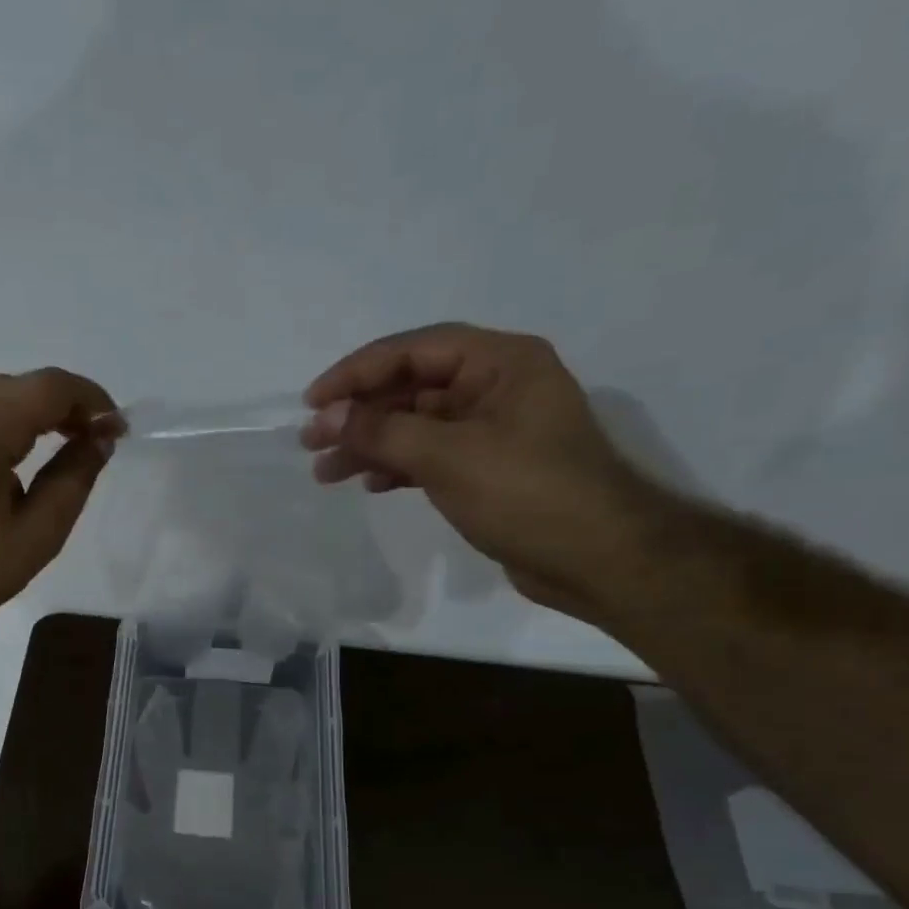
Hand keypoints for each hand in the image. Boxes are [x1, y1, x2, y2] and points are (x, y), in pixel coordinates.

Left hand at [0, 368, 118, 631]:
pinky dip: (3, 419)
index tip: (118, 432)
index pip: (55, 386)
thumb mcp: (37, 534)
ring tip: (61, 452)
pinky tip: (15, 455)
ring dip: (36, 414)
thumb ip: (76, 478)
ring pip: (1, 391)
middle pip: (28, 385)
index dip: (95, 403)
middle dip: (68, 410)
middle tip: (94, 448)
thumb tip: (102, 438)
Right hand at [302, 322, 664, 619]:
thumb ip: (384, 431)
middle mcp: (497, 387)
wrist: (596, 558)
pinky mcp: (488, 469)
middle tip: (311, 441)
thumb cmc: (527, 494)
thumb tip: (328, 416)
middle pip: (413, 387)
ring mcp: (493, 430)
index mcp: (501, 362)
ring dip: (371, 444)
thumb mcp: (449, 456)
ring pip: (417, 425)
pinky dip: (398, 466)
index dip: (358, 371)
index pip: (416, 349)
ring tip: (326, 471)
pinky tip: (369, 483)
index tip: (314, 401)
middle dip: (360, 413)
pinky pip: (431, 455)